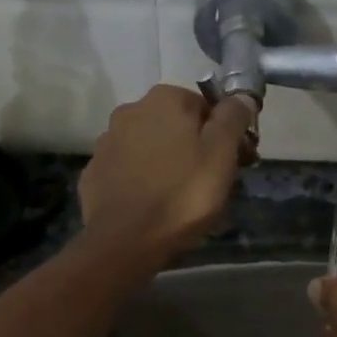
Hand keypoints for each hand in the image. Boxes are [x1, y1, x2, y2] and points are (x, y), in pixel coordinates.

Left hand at [79, 85, 257, 263]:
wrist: (123, 241)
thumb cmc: (182, 194)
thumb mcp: (221, 155)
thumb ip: (232, 119)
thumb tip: (242, 95)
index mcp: (165, 99)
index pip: (207, 107)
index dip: (227, 133)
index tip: (239, 161)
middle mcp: (131, 110)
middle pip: (177, 124)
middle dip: (197, 146)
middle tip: (214, 181)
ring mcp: (108, 141)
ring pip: (152, 145)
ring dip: (169, 161)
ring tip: (183, 196)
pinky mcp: (94, 171)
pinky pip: (130, 168)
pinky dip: (144, 178)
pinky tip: (154, 202)